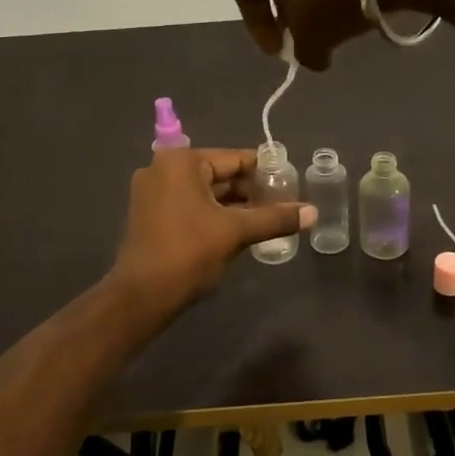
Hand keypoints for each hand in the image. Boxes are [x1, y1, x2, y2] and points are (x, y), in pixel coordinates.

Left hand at [111, 148, 314, 314]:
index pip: (235, 159)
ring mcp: (153, 191)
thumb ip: (275, 218)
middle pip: (220, 174)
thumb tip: (313, 212)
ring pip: (206, 192)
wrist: (142, 296)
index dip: (266, 173)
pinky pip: (191, 204)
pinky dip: (214, 214)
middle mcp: (163, 168)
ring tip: (266, 220)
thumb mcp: (236, 232)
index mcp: (181, 162)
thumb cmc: (188, 253)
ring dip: (234, 205)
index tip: (291, 187)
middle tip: (282, 206)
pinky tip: (238, 230)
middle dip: (250, 191)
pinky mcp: (150, 213)